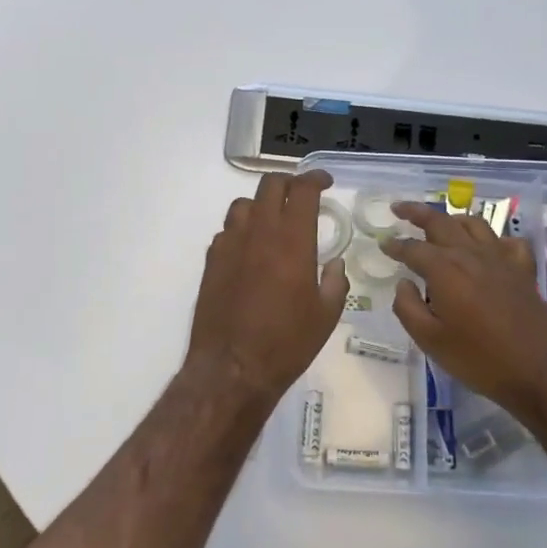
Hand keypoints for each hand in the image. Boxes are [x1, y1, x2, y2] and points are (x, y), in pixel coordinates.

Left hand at [186, 170, 348, 406]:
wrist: (232, 368)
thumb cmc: (287, 343)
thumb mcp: (326, 315)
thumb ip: (335, 282)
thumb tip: (334, 263)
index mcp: (292, 240)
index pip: (303, 191)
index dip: (316, 179)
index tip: (325, 182)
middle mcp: (259, 233)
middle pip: (270, 186)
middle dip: (289, 183)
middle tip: (301, 195)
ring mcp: (230, 244)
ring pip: (244, 205)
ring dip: (262, 205)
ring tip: (274, 221)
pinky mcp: (211, 261)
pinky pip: (227, 231)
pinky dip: (242, 230)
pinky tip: (250, 250)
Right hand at [382, 204, 546, 428]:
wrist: (541, 372)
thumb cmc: (479, 359)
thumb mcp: (430, 340)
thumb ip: (408, 308)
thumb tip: (403, 284)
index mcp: (444, 269)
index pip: (413, 248)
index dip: (395, 245)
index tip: (383, 243)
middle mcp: (471, 255)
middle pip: (441, 223)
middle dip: (417, 212)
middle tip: (400, 208)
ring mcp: (501, 260)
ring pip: (474, 225)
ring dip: (452, 219)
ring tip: (440, 222)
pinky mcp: (523, 271)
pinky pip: (507, 242)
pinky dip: (494, 239)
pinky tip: (488, 248)